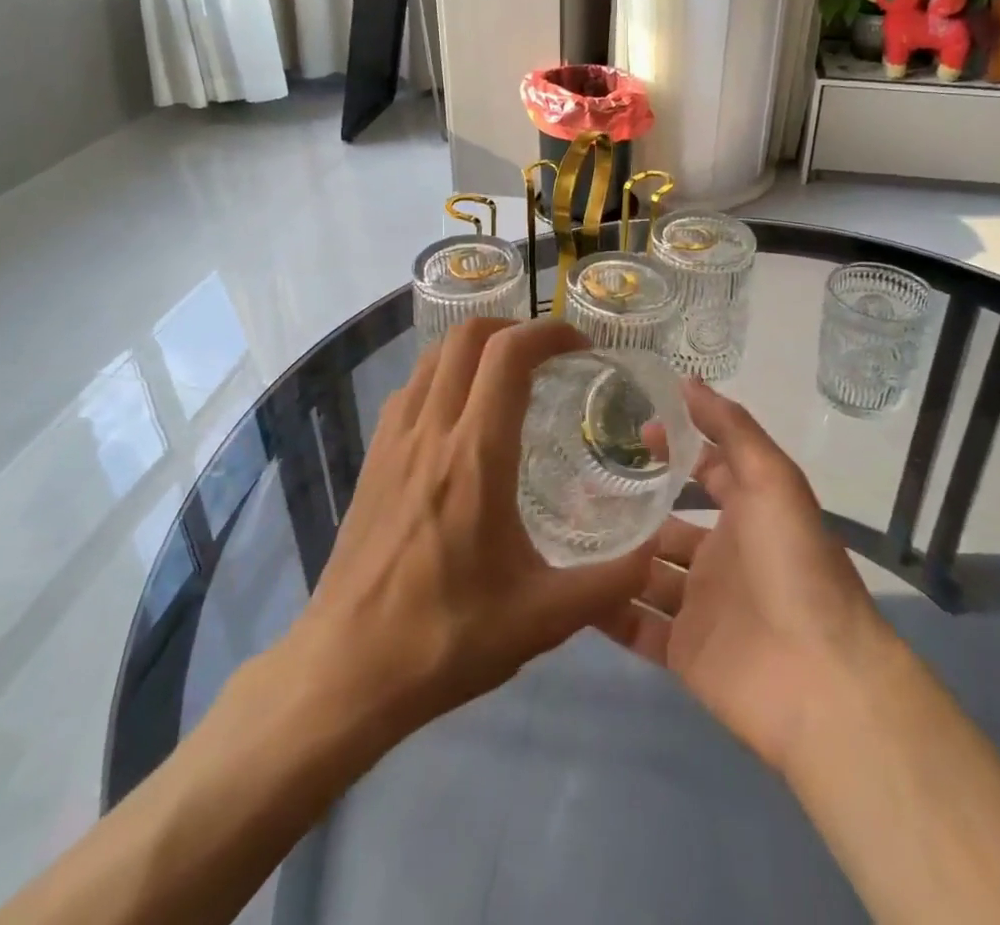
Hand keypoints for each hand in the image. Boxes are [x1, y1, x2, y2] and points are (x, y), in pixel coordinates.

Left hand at [285, 319, 655, 735]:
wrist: (345, 671)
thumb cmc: (445, 639)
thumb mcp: (542, 619)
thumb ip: (608, 584)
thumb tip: (655, 553)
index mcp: (476, 455)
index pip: (510, 355)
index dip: (549, 333)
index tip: (581, 348)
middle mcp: (431, 430)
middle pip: (467, 336)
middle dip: (514, 328)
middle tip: (548, 356)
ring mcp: (393, 440)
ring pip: (433, 356)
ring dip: (475, 348)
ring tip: (508, 377)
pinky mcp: (372, 459)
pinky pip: (410, 389)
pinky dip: (442, 376)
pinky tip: (460, 417)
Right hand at [603, 381, 883, 772]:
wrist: (820, 680)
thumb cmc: (794, 564)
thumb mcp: (771, 478)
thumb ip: (730, 428)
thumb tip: (686, 381)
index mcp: (747, 514)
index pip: (706, 470)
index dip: (674, 448)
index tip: (631, 430)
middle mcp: (722, 557)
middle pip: (667, 525)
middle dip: (631, 505)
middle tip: (576, 482)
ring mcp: (701, 606)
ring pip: (645, 574)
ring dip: (611, 554)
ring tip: (560, 528)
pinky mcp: (683, 653)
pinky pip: (635, 625)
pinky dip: (605, 610)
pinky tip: (565, 586)